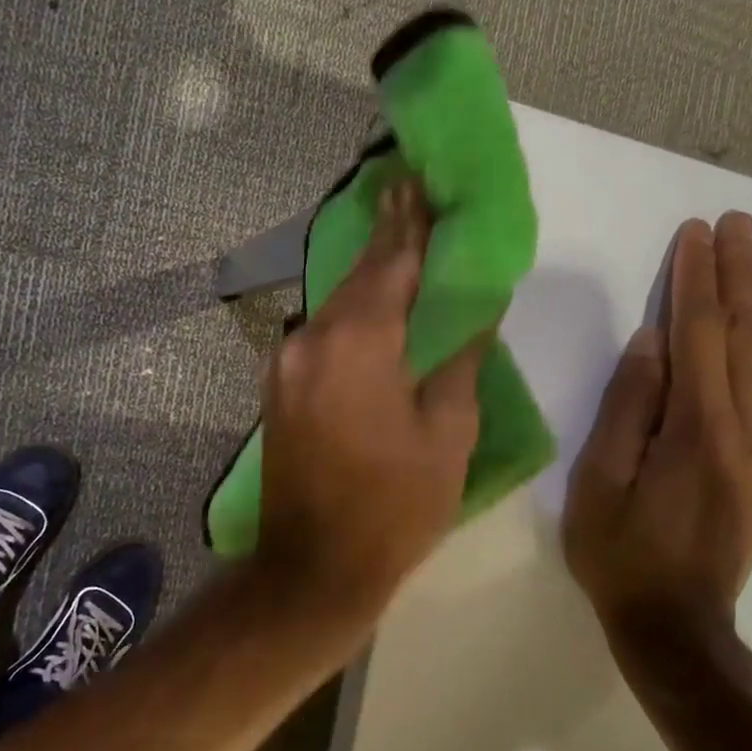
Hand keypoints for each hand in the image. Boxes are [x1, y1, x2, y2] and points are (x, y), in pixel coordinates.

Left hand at [257, 179, 486, 612]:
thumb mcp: (447, 434)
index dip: (410, 224)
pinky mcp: (278, 387)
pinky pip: (321, 334)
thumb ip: (459, 360)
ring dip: (367, 277)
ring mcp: (286, 364)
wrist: (314, 567)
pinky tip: (370, 307)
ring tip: (395, 244)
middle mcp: (311, 340)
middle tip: (407, 194)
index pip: (390, 265)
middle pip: (357, 277)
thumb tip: (473, 311)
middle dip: (385, 237)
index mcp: (358, 344)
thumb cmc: (395, 507)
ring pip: (335, 305)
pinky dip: (350, 314)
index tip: (418, 182)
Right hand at [563, 212, 751, 668]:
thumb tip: (651, 341)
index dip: (696, 280)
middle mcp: (748, 429)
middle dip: (742, 273)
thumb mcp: (600, 481)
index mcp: (698, 429)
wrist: (678, 625)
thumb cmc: (621, 554)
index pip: (700, 335)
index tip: (695, 233)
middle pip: (750, 334)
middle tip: (740, 223)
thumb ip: (628, 407)